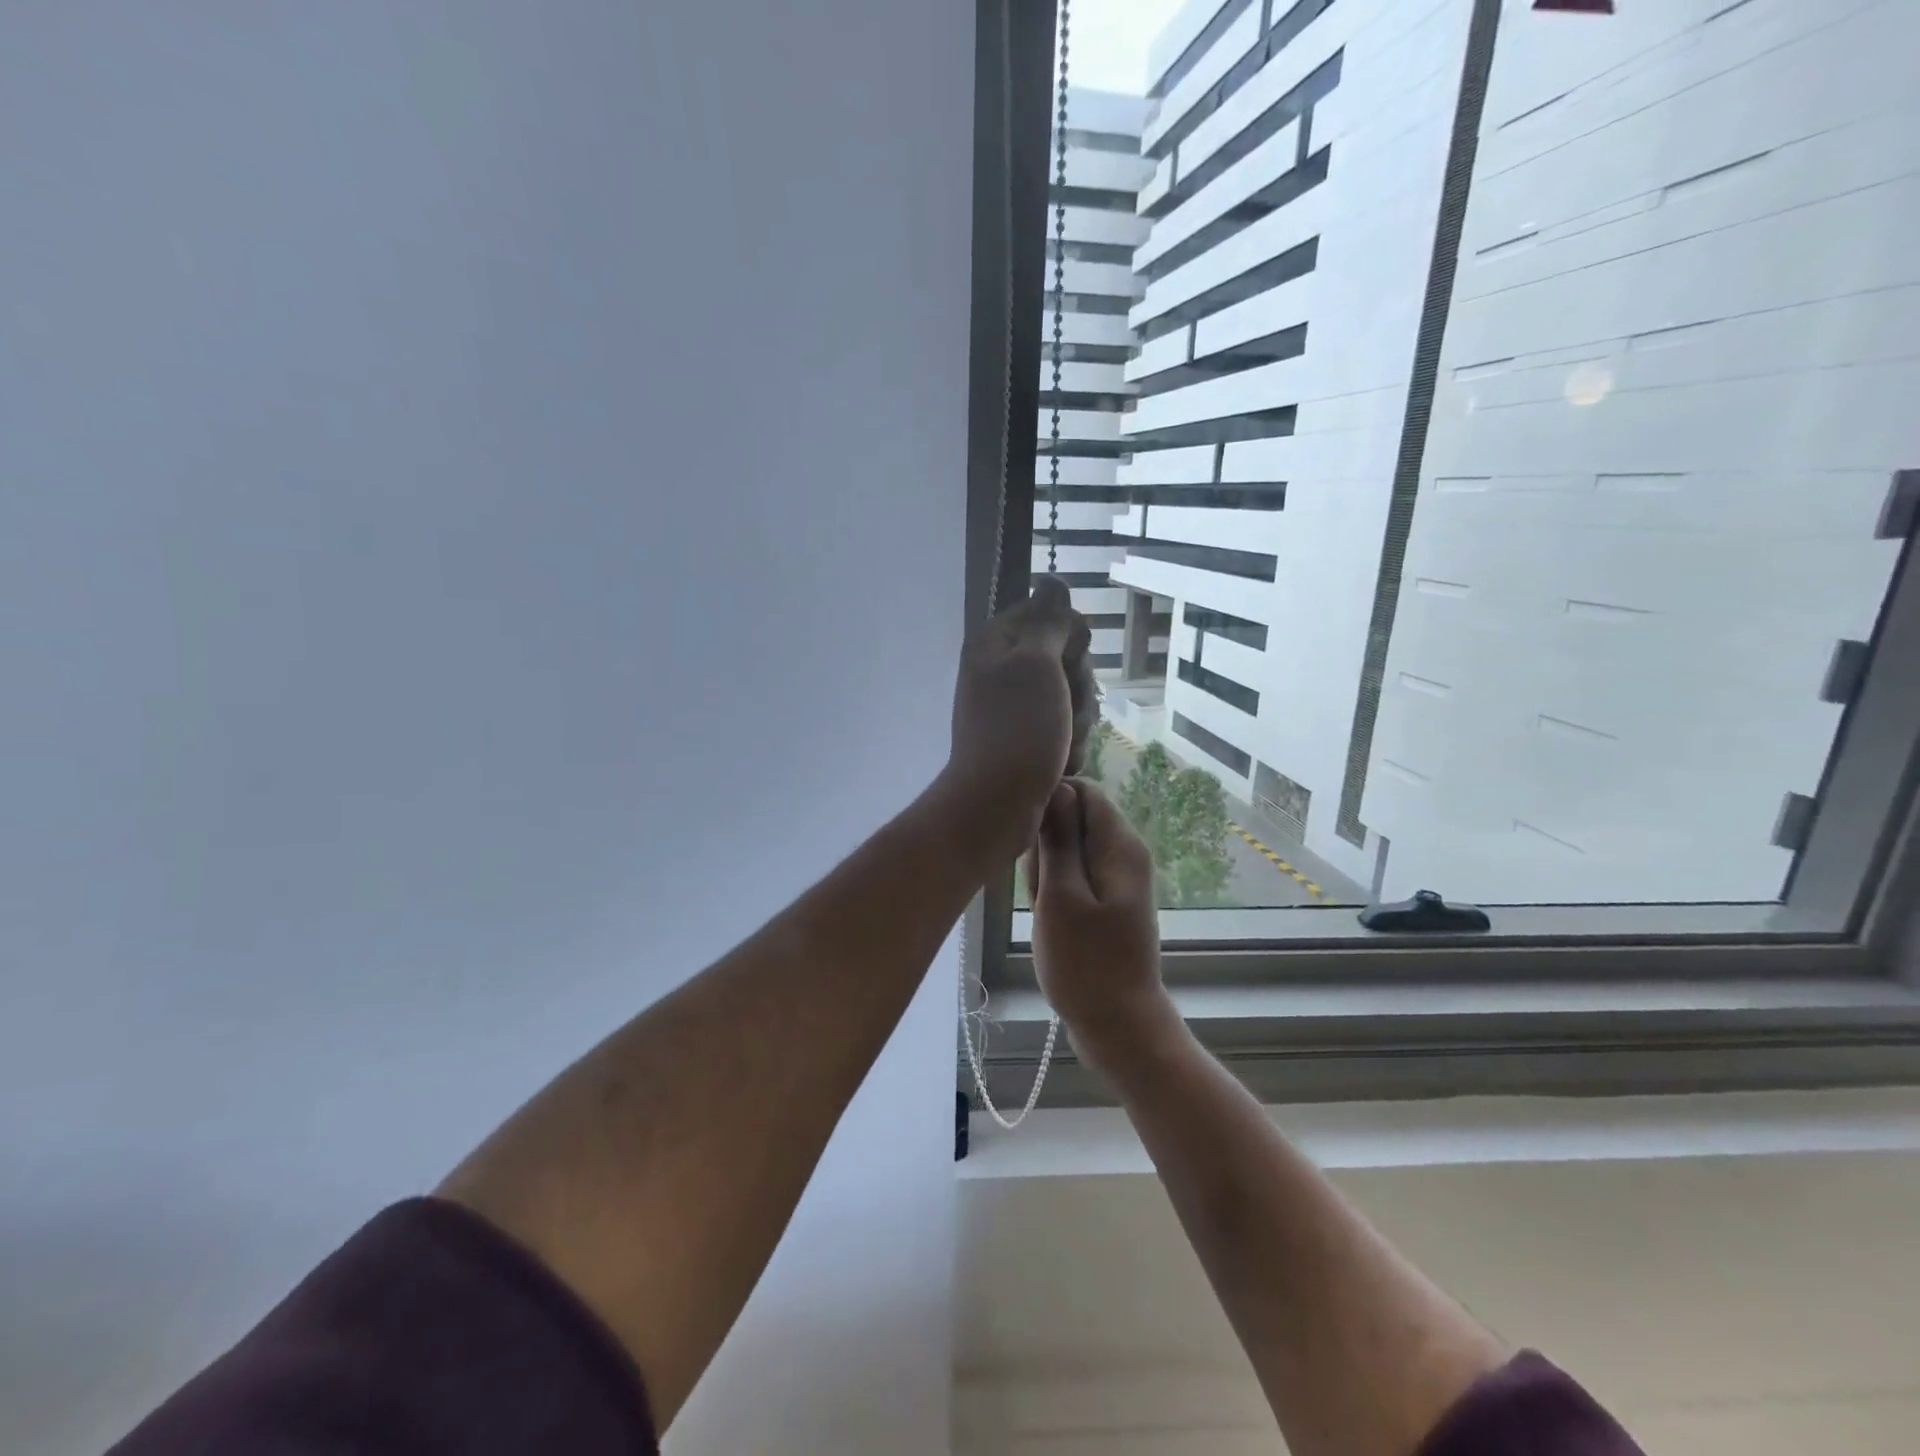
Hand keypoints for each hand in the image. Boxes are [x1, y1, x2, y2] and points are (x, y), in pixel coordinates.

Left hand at [943, 576, 1096, 856]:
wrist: (998, 805)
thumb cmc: (1017, 729)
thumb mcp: (1035, 664)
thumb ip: (1048, 621)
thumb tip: (1052, 581)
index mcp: (996, 644)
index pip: (1047, 614)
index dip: (1068, 636)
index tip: (1069, 658)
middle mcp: (1003, 672)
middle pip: (1065, 658)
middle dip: (1078, 686)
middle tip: (1064, 707)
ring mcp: (1016, 710)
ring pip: (1072, 697)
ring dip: (1077, 721)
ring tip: (1061, 743)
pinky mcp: (1028, 741)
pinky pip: (1065, 730)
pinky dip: (1069, 746)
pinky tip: (1060, 763)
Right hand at [1023, 779, 1170, 1036]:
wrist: (1117, 1024)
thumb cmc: (1085, 962)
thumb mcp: (1061, 896)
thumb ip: (1059, 839)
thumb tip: (1056, 787)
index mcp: (1119, 844)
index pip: (1082, 789)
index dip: (1049, 804)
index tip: (1029, 839)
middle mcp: (1123, 852)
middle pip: (1073, 819)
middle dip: (1046, 846)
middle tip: (1042, 889)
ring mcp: (1115, 877)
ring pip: (1066, 850)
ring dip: (1047, 872)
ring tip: (1046, 908)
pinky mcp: (1105, 899)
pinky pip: (1072, 876)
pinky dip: (1054, 891)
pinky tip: (1050, 918)